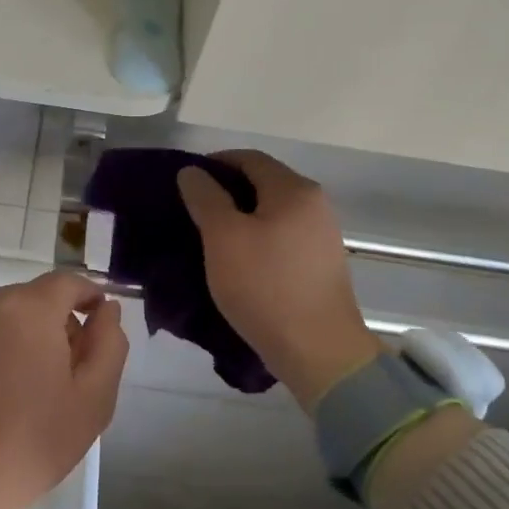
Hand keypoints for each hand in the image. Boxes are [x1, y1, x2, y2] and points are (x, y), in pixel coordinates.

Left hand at [0, 271, 127, 508]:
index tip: (99, 323)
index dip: (89, 296)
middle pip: (34, 298)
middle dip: (56, 322)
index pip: (68, 282)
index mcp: (29, 308)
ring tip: (26, 382)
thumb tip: (107, 309)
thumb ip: (108, 343)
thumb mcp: (93, 399)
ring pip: (3, 314)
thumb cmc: (31, 440)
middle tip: (66, 369)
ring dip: (22, 334)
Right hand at [177, 150, 379, 407]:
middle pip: (264, 183)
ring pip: (272, 211)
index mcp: (294, 190)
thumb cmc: (265, 286)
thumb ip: (205, 198)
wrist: (317, 350)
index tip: (185, 181)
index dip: (214, 163)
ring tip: (209, 236)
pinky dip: (257, 237)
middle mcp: (316, 204)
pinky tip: (237, 259)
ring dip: (241, 216)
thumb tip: (192, 172)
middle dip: (226, 190)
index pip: (249, 158)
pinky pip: (282, 235)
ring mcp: (323, 235)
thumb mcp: (223, 238)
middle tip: (192, 210)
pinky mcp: (321, 263)